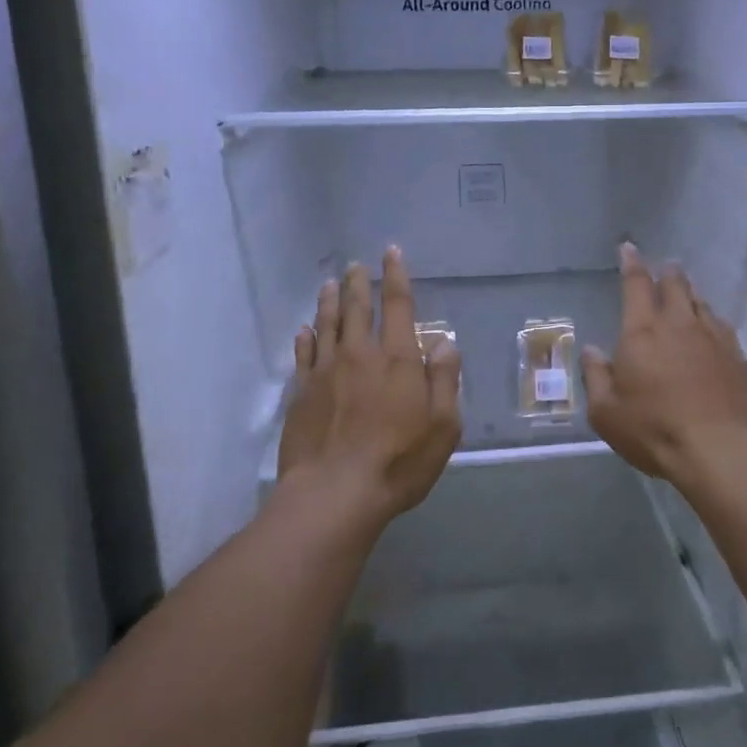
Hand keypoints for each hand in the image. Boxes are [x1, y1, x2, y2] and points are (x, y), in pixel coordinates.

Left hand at [278, 247, 462, 525]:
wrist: (335, 494)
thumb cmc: (398, 461)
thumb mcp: (443, 426)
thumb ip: (445, 380)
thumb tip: (444, 343)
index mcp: (397, 359)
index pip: (398, 305)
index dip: (396, 276)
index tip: (391, 252)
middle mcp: (360, 355)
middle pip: (357, 308)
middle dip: (358, 283)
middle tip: (355, 265)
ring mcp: (326, 372)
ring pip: (327, 325)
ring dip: (329, 301)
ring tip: (329, 284)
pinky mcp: (301, 393)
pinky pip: (303, 355)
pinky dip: (305, 338)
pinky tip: (304, 329)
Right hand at [582, 244, 746, 489]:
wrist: (723, 450)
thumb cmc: (655, 430)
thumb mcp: (607, 413)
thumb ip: (597, 377)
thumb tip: (592, 351)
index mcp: (642, 332)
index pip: (636, 285)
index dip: (631, 264)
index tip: (629, 248)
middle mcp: (679, 325)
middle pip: (674, 285)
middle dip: (666, 273)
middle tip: (664, 267)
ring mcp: (714, 339)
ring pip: (700, 303)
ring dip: (690, 294)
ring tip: (686, 292)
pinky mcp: (738, 358)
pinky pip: (722, 327)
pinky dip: (712, 320)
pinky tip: (712, 328)